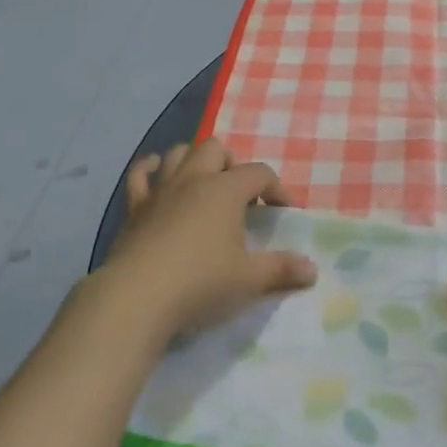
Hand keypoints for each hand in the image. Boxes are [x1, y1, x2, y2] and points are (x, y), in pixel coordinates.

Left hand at [92, 139, 316, 341]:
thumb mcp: (249, 279)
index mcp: (225, 190)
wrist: (137, 297)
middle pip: (215, 149)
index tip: (283, 212)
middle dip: (231, 165)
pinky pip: (140, 174)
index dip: (277, 188)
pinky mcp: (134, 207)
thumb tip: (312, 269)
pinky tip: (157, 174)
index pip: (259, 173)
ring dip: (194, 161)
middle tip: (239, 196)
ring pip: (178, 153)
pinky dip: (151, 169)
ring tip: (205, 185)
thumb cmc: (200, 283)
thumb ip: (281, 269)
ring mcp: (160, 190)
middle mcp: (193, 179)